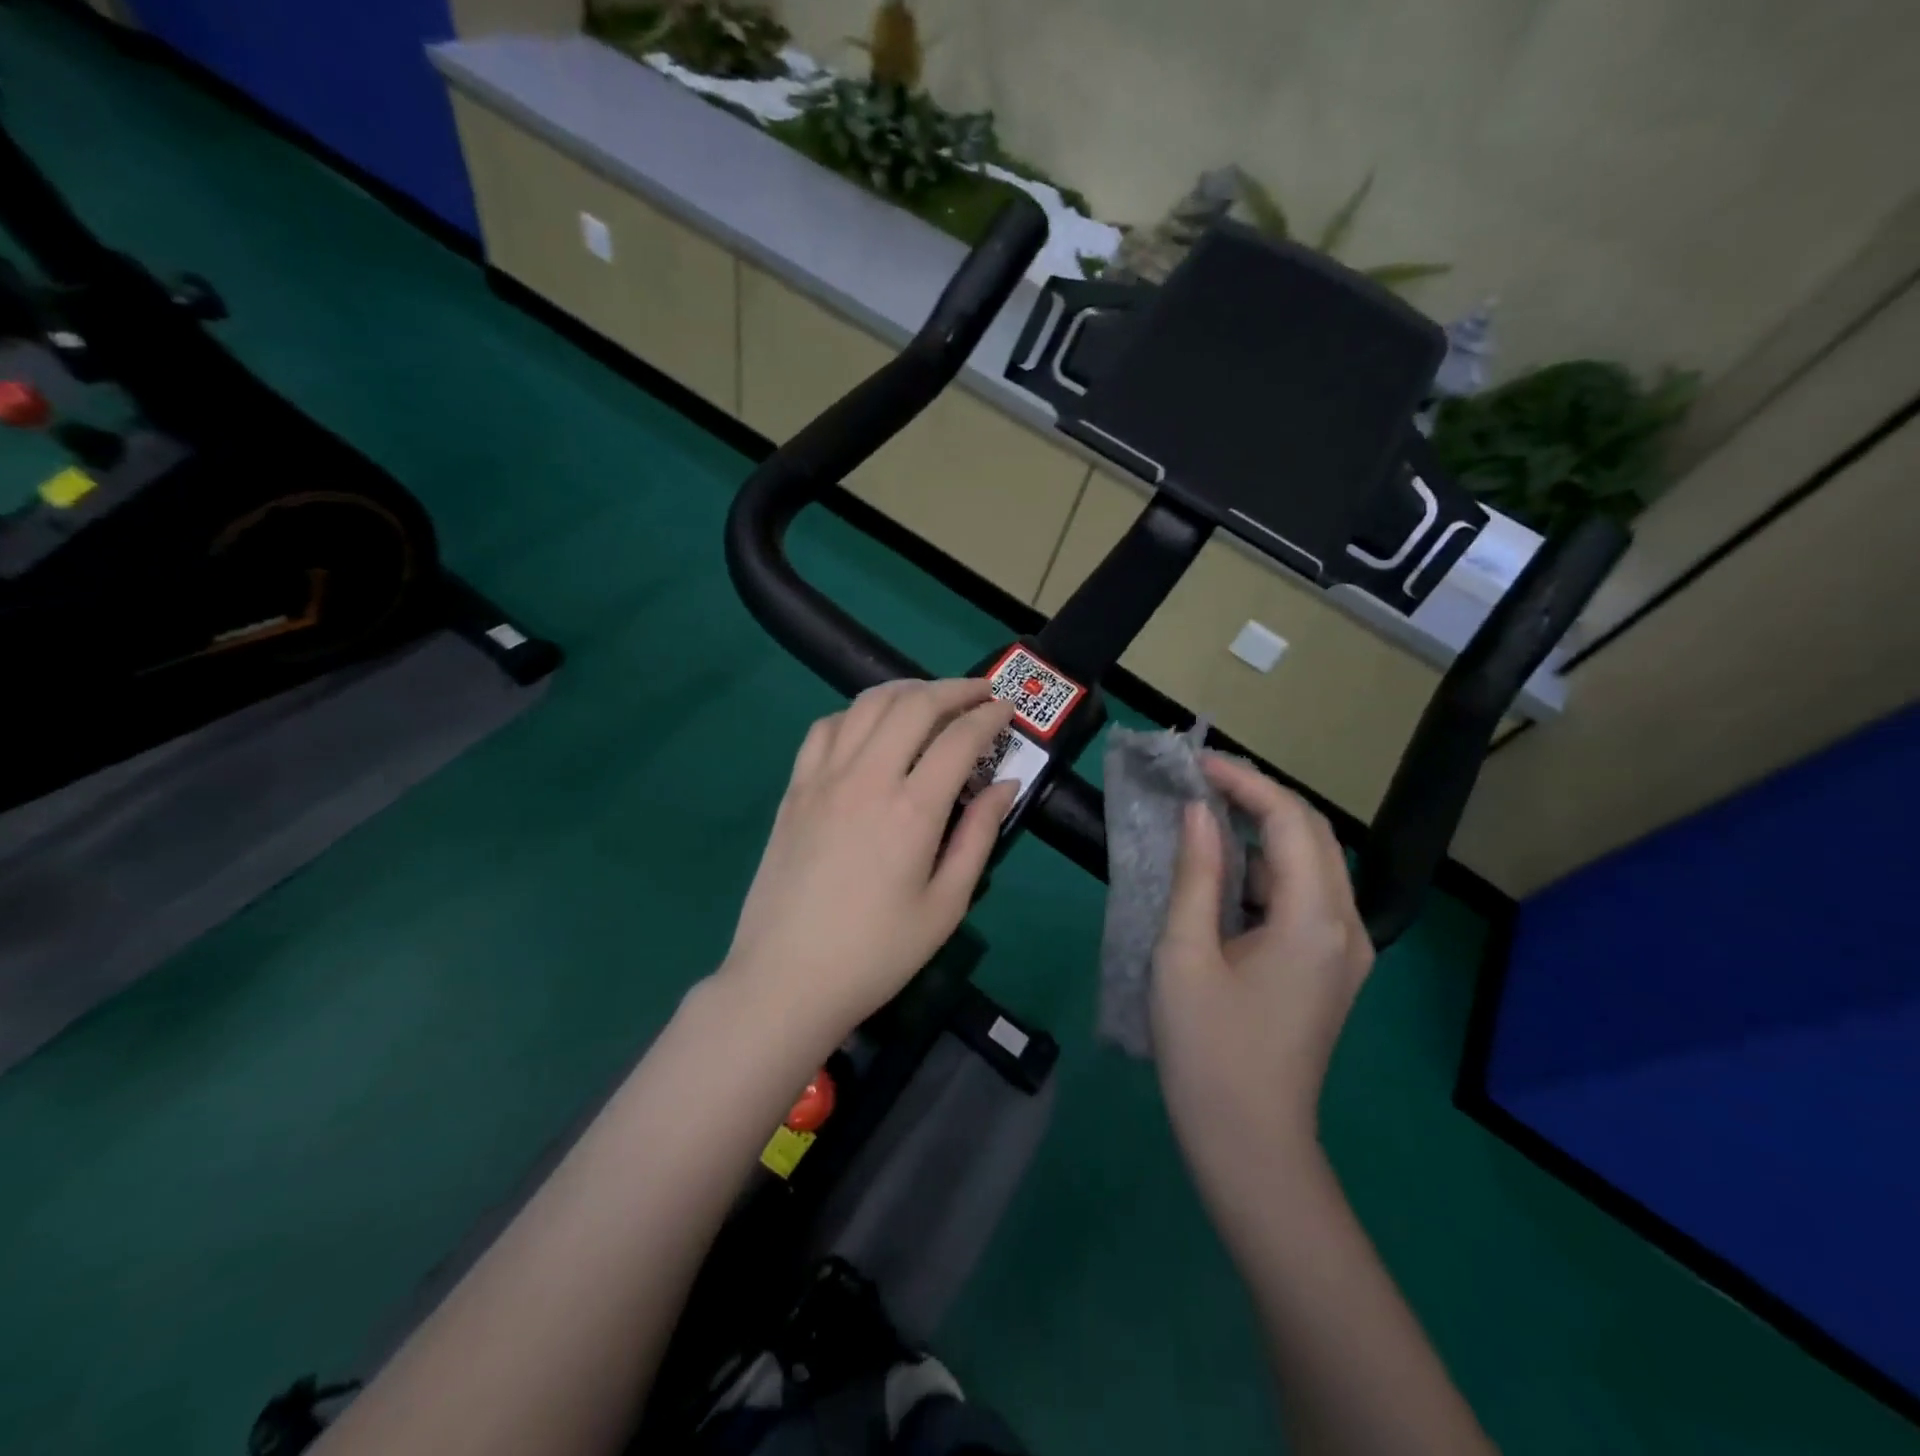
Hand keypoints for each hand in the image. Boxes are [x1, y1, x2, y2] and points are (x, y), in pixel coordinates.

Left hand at [721, 679, 1017, 1044]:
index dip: (988, 716)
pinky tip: (869, 728)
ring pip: (866, 705)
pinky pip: (825, 728)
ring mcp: (823, 778)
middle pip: (913, 705)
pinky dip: (856, 713)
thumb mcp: (945, 905)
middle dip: (953, 689)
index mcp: (912, 810)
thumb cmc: (877, 953)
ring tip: (930, 699)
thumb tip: (1004, 785)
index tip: (1006, 709)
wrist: (785, 979)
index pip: (959, 738)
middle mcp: (867, 778)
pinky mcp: (794, 789)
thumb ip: (979, 836)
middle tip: (979, 692)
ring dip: (905, 690)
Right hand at [1151, 755, 1373, 1190]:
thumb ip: (1197, 873)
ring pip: (1313, 862)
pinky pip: (1306, 894)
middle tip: (1200, 781)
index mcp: (1314, 919)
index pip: (1289, 820)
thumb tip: (1197, 811)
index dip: (1243, 781)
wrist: (1250, 1142)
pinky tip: (1227, 868)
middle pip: (1312, 833)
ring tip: (1207, 812)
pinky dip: (1269, 866)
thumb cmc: (1208, 1049)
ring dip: (1265, 828)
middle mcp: (1347, 925)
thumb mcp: (1185, 953)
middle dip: (1259, 796)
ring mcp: (1346, 949)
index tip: (1196, 764)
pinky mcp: (1332, 966)